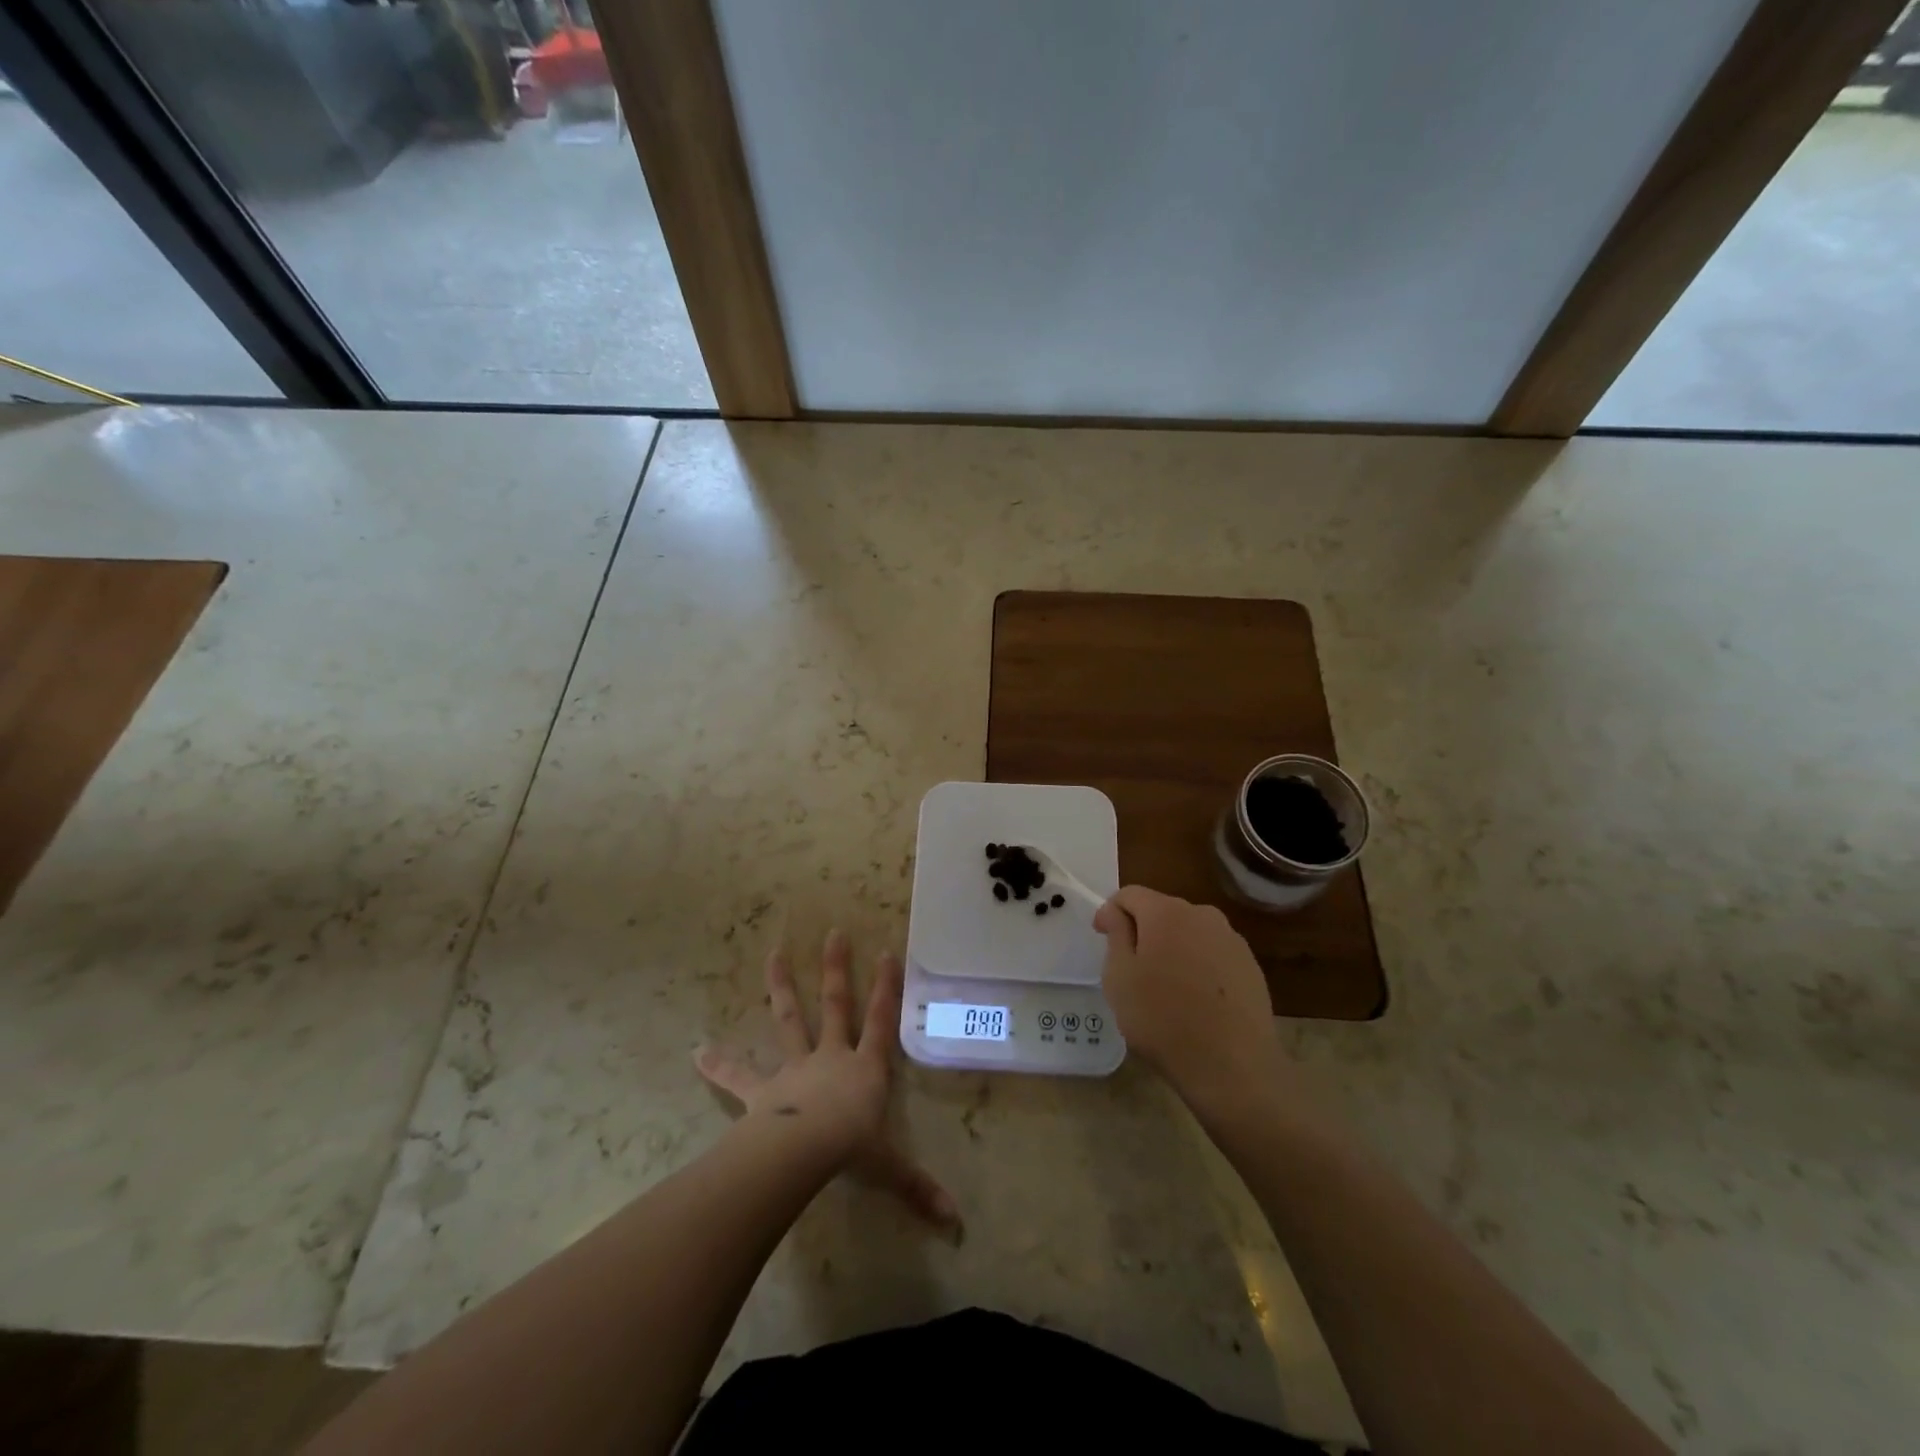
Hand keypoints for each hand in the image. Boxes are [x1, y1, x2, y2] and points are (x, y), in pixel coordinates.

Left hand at [695, 929, 959, 1231]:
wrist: (802, 1150)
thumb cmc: (850, 1149)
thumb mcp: (889, 1167)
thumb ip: (918, 1188)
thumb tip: (955, 1222)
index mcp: (865, 1068)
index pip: (882, 1021)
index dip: (886, 988)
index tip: (887, 953)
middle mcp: (831, 1056)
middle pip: (836, 1005)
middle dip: (836, 970)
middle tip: (834, 933)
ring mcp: (795, 1068)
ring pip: (789, 1019)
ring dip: (781, 987)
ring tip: (773, 954)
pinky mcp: (763, 1089)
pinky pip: (739, 1075)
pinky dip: (719, 1063)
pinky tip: (696, 1051)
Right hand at [1094, 887, 1289, 1117]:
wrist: (1233, 1067)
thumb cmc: (1163, 1019)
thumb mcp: (1120, 977)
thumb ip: (1116, 935)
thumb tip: (1116, 912)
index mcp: (1166, 912)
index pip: (1130, 894)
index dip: (1110, 912)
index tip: (1101, 938)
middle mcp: (1202, 915)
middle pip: (1162, 910)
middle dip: (1142, 929)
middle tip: (1131, 967)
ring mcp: (1231, 940)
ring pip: (1189, 932)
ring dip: (1172, 947)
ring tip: (1164, 986)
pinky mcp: (1250, 966)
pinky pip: (1212, 953)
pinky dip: (1197, 965)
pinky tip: (1194, 999)